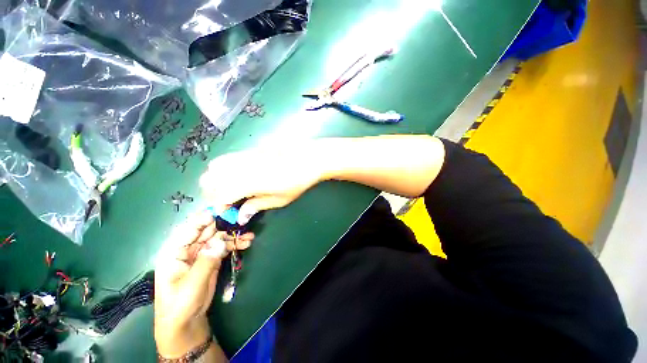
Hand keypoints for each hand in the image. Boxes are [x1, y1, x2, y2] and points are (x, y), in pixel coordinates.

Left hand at [154, 212, 253, 357]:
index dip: (205, 217)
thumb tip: (221, 240)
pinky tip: (246, 242)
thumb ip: (206, 260)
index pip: (189, 228)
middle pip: (207, 230)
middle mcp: (188, 248)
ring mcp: (201, 253)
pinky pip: (224, 246)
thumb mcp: (192, 284)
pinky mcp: (211, 258)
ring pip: (218, 237)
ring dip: (234, 235)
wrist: (186, 322)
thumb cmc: (180, 304)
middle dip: (225, 224)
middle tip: (242, 219)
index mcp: (174, 251)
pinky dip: (235, 243)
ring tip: (249, 236)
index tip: (223, 209)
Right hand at [199, 144, 324, 224]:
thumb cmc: (297, 182)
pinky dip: (225, 168)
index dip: (220, 207)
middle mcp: (239, 168)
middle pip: (209, 179)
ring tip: (232, 187)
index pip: (219, 196)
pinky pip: (227, 157)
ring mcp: (243, 156)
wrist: (308, 158)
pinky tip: (240, 174)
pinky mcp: (249, 149)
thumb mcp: (279, 199)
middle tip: (229, 201)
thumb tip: (241, 217)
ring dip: (216, 179)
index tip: (230, 212)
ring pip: (214, 166)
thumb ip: (256, 206)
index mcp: (246, 183)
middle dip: (213, 193)